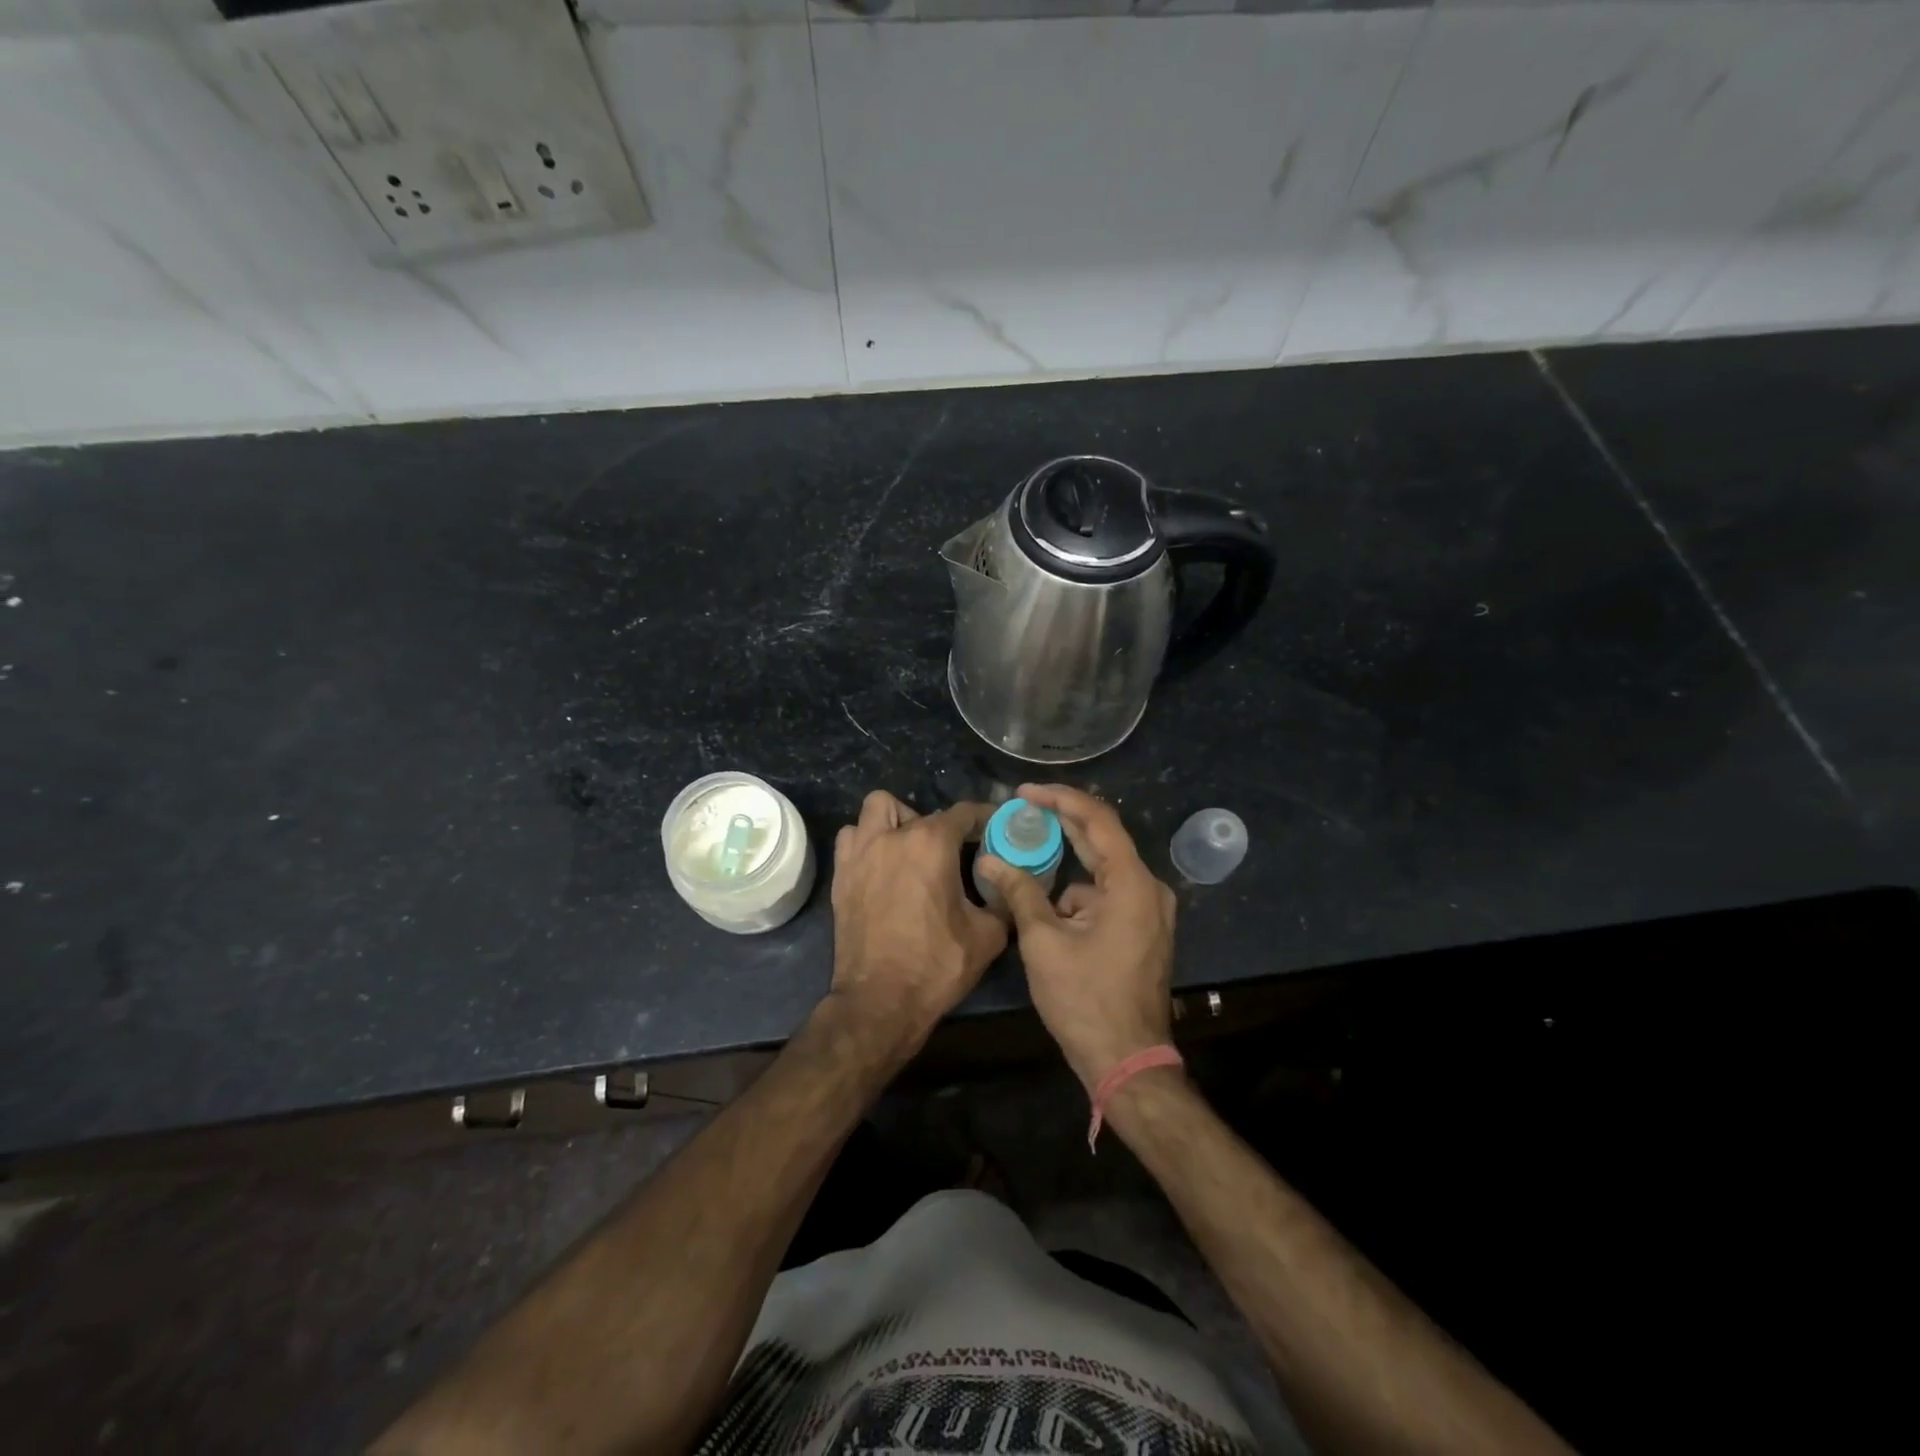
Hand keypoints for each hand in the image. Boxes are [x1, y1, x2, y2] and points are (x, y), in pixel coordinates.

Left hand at [828, 790, 1007, 1052]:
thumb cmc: (936, 966)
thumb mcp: (987, 936)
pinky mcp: (841, 874)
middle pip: (923, 812)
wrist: (879, 1002)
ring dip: (897, 821)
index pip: (965, 812)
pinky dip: (867, 841)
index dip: (985, 817)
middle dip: (943, 827)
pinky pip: (852, 838)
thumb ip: (1003, 901)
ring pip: (878, 809)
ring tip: (910, 848)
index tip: (996, 828)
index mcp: (932, 844)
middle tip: (954, 854)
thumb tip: (1011, 886)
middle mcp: (893, 836)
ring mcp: (861, 852)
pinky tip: (881, 865)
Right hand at [975, 783, 1176, 1090]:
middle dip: (1062, 822)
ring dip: (1066, 864)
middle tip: (1022, 807)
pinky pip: (1107, 896)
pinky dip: (1078, 895)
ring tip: (1025, 856)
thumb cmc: (1085, 1000)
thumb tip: (990, 861)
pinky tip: (1047, 908)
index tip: (1024, 792)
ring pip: (1102, 871)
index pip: (1098, 820)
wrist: (1126, 1061)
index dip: (1060, 799)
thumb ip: (1020, 893)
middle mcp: (1149, 889)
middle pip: (1103, 839)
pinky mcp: (1142, 930)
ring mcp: (1150, 911)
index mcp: (1132, 884)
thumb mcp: (1044, 942)